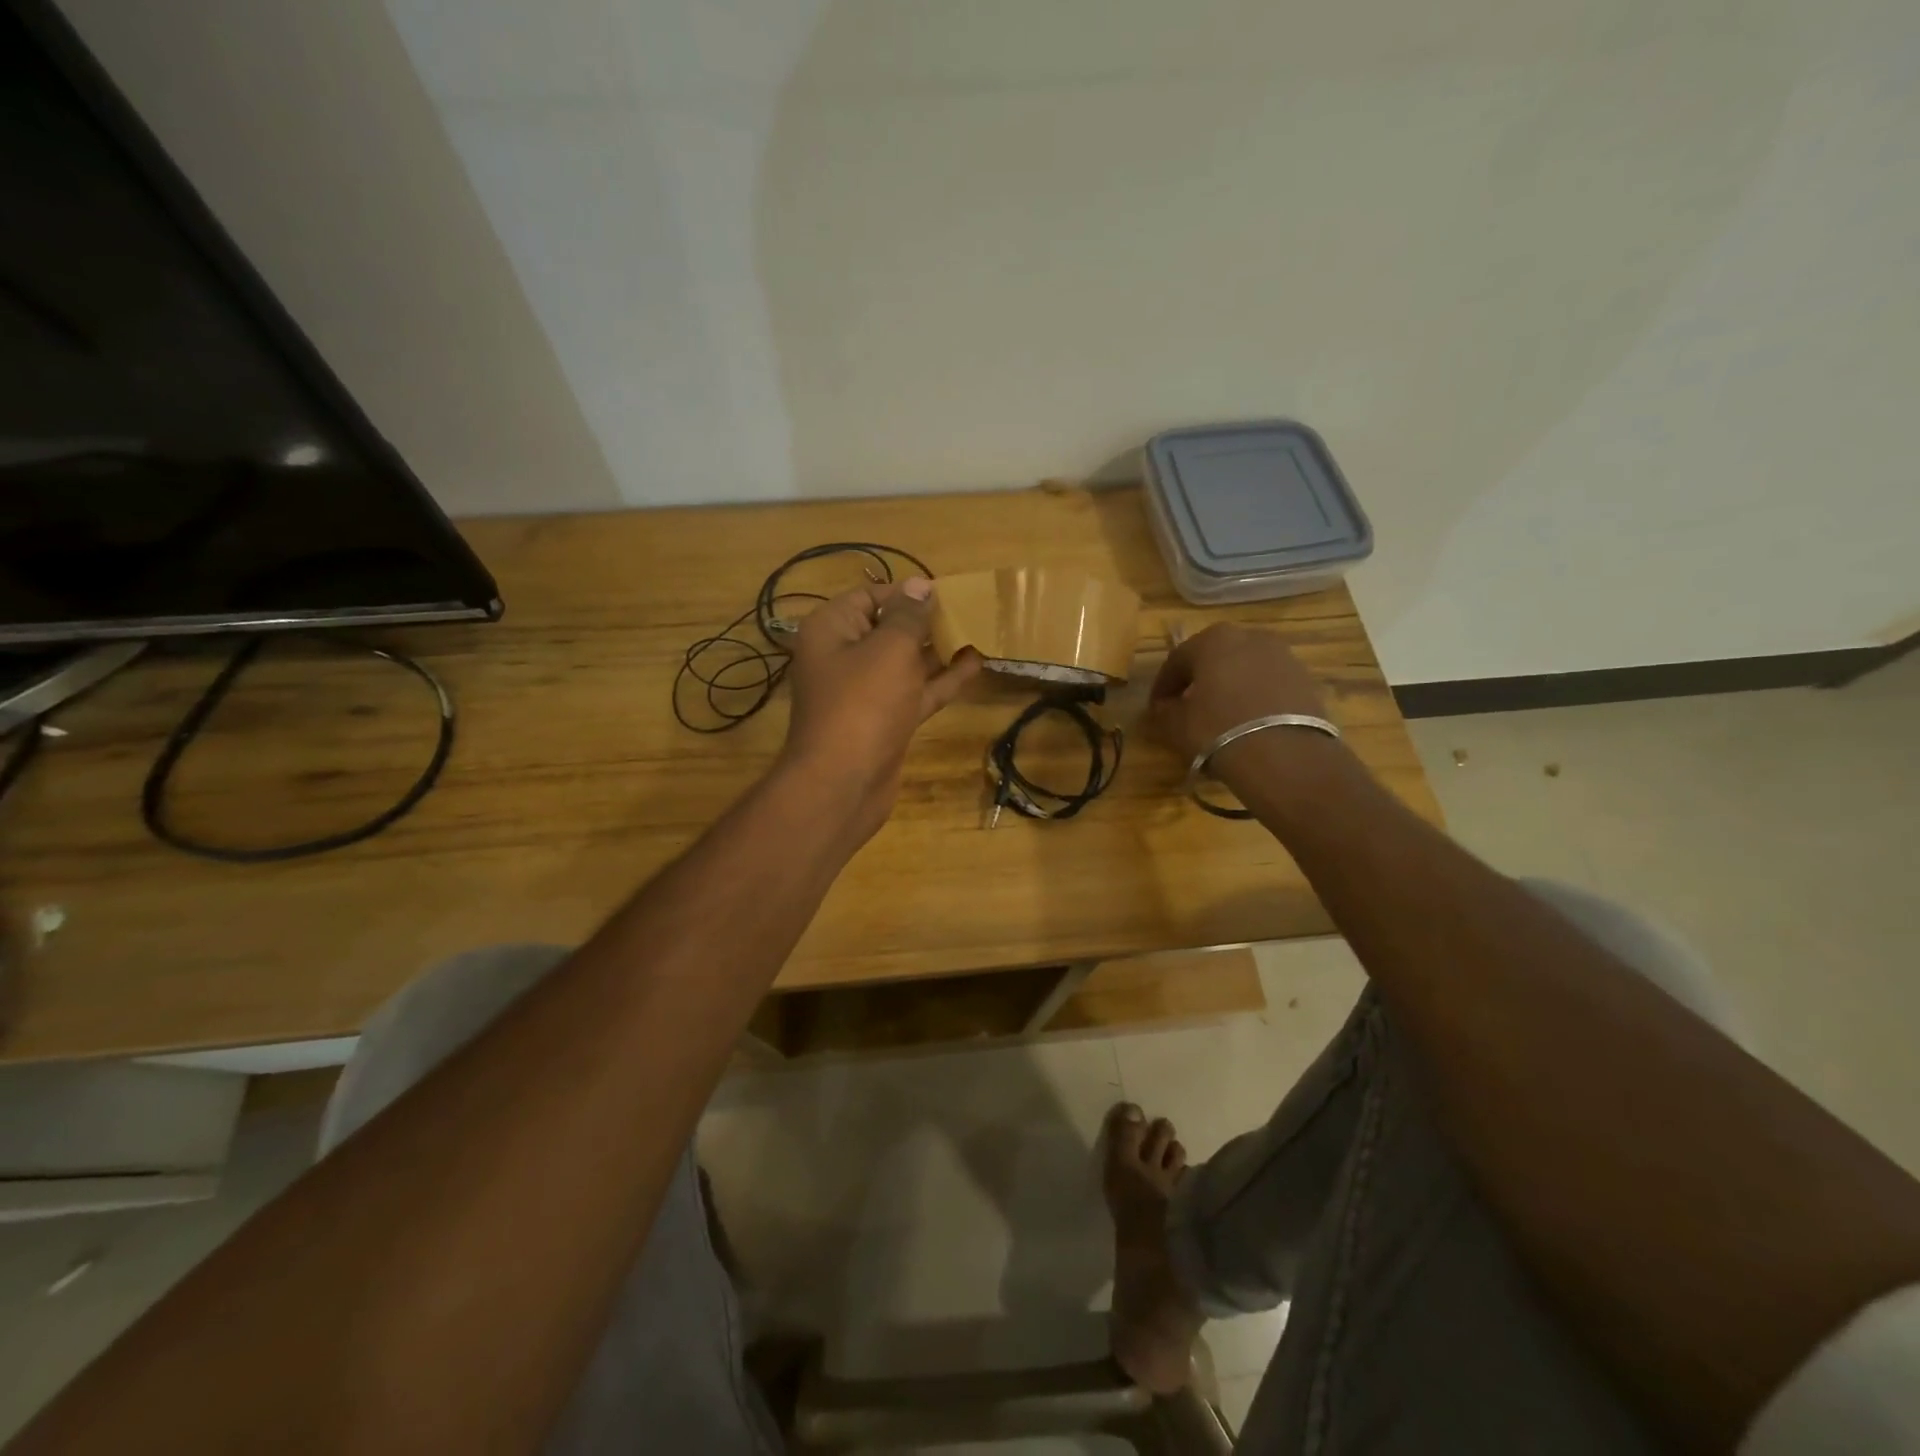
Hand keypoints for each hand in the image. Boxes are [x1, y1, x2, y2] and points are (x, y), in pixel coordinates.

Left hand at [780, 577, 981, 832]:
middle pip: (888, 629)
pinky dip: (941, 680)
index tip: (946, 592)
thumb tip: (920, 585)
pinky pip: (915, 691)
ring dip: (938, 650)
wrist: (843, 783)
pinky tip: (974, 664)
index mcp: (832, 629)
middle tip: (969, 610)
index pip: (870, 597)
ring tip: (978, 632)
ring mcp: (865, 692)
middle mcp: (844, 656)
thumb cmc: (863, 704)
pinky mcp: (885, 720)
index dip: (907, 593)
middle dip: (926, 621)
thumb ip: (909, 616)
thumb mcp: (890, 649)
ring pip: (905, 662)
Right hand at [1149, 624, 1337, 788]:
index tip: (1156, 708)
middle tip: (1187, 708)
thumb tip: (1164, 707)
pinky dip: (1255, 699)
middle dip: (1199, 681)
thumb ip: (1163, 711)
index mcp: (1214, 639)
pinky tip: (1248, 724)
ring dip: (1230, 689)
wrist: (1285, 755)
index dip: (1163, 686)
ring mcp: (1284, 656)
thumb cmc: (1218, 730)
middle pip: (1215, 659)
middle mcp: (1251, 637)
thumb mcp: (1175, 725)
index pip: (1177, 660)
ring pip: (1245, 671)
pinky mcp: (1307, 681)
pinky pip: (1269, 687)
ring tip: (1221, 718)